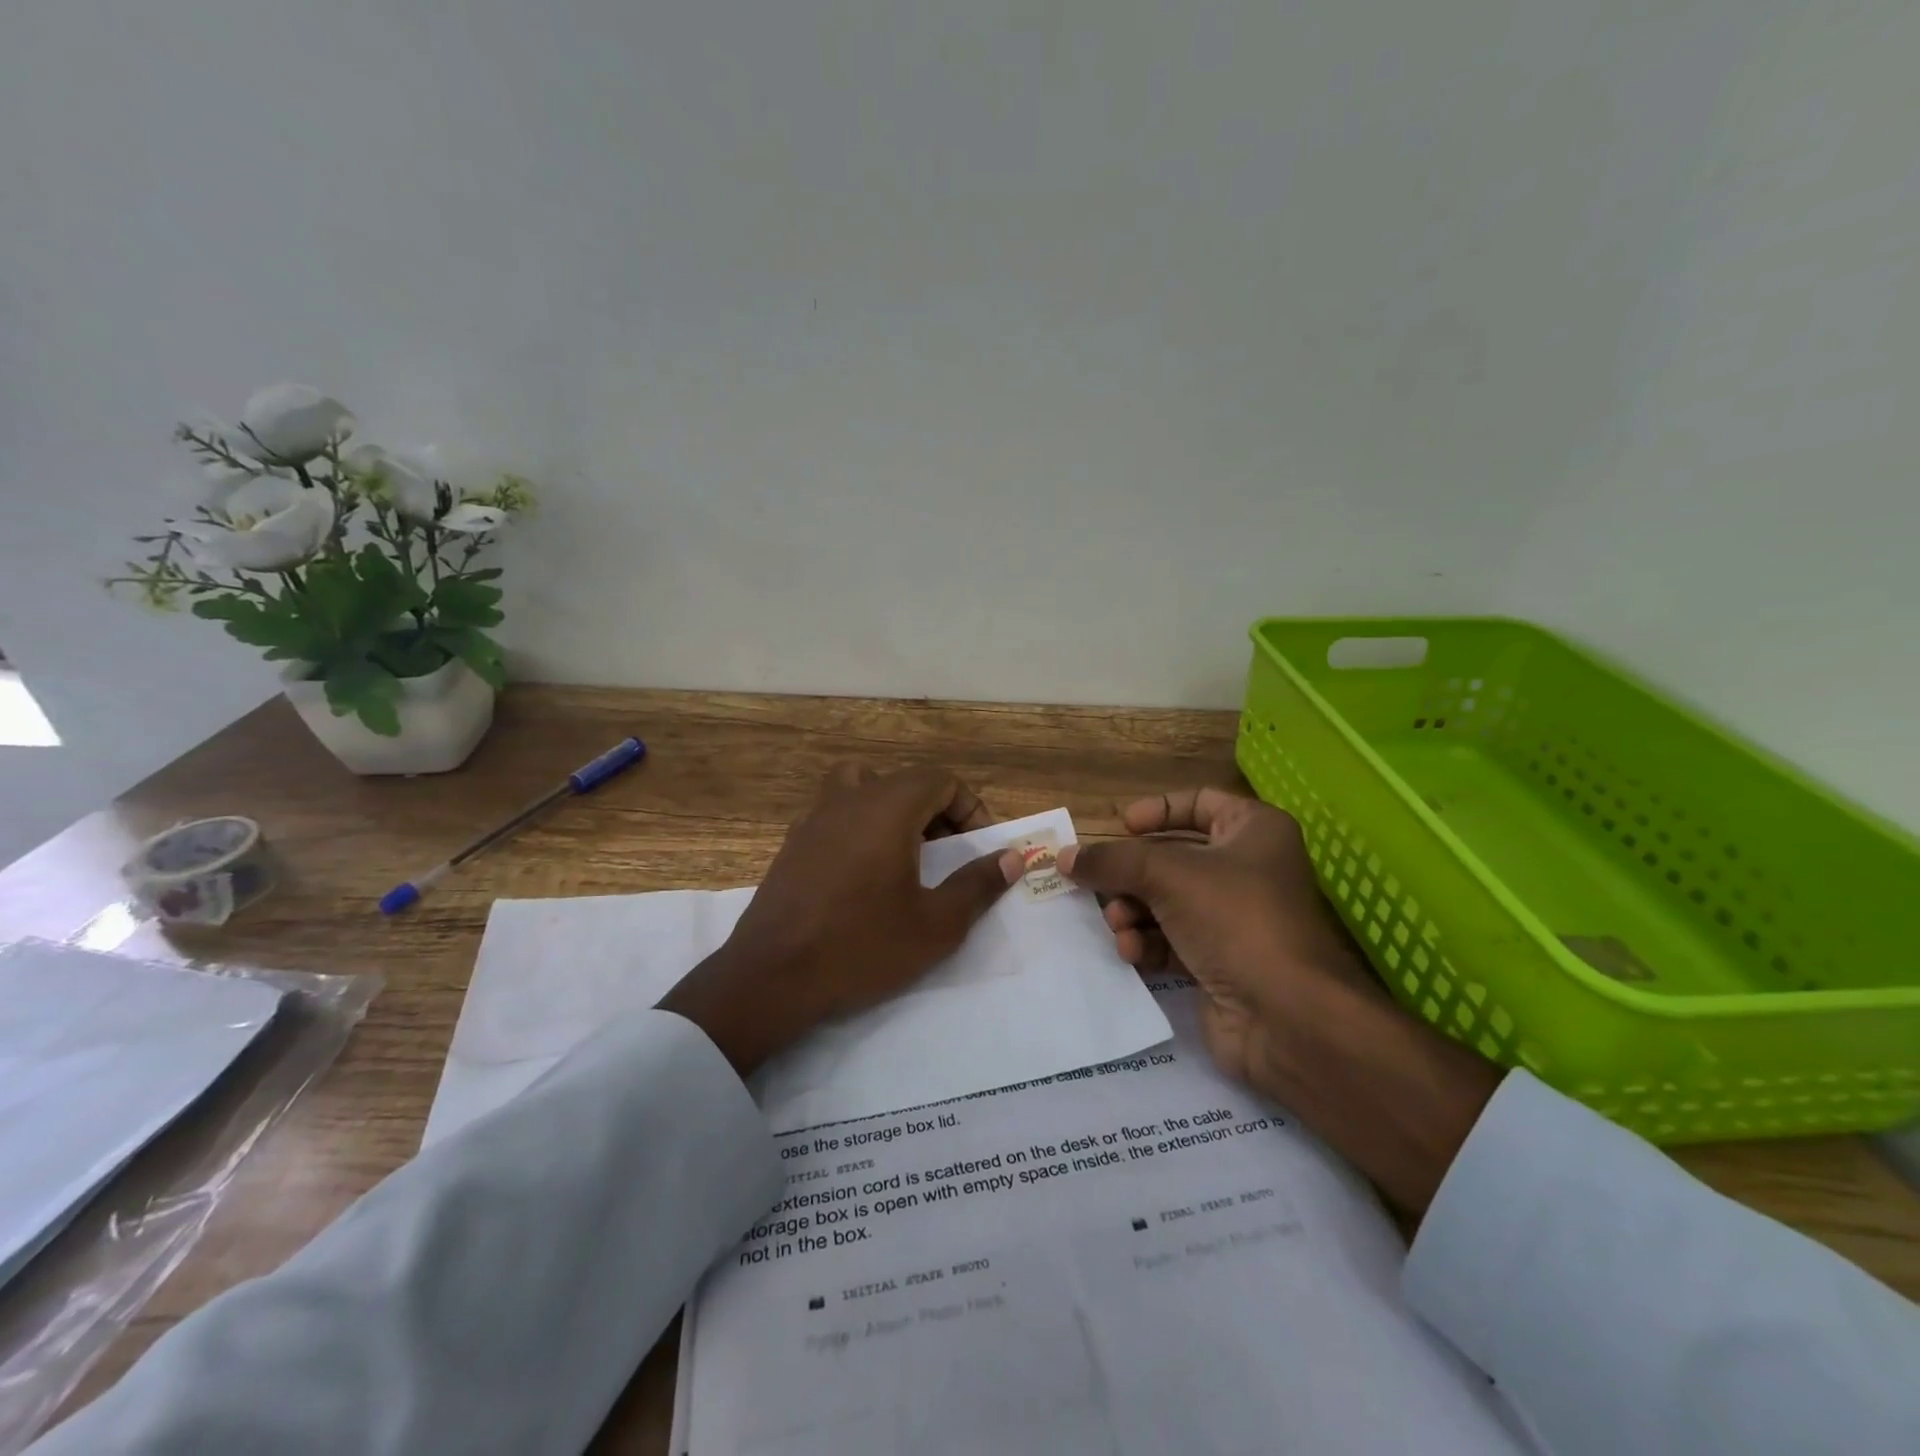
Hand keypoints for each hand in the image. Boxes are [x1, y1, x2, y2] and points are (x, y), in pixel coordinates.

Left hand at [659, 764, 1020, 1076]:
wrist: (771, 976)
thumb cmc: (861, 946)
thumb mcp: (935, 925)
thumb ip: (977, 885)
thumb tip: (1011, 858)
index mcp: (887, 807)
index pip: (940, 780)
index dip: (970, 808)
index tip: (979, 848)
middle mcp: (849, 798)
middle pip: (903, 780)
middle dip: (935, 810)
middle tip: (948, 854)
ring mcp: (814, 817)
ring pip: (863, 787)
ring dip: (893, 810)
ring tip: (905, 854)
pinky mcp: (792, 842)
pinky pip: (836, 813)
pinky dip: (860, 826)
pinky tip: (864, 875)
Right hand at [1058, 789, 1500, 1212]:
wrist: (1286, 1017)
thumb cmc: (1235, 919)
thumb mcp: (1166, 875)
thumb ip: (1111, 861)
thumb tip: (1063, 857)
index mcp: (1253, 831)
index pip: (1199, 802)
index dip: (1158, 811)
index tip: (1120, 827)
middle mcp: (1247, 869)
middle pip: (1172, 857)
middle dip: (1132, 874)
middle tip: (1098, 885)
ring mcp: (1234, 919)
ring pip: (1165, 901)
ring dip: (1133, 911)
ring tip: (1119, 925)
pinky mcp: (1219, 961)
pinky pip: (1170, 939)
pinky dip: (1147, 942)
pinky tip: (1132, 953)